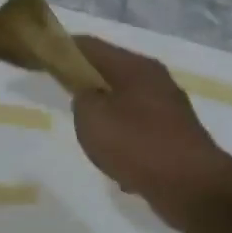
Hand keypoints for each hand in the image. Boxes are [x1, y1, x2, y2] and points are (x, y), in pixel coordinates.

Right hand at [71, 35, 231, 230]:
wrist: (191, 186)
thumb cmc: (136, 144)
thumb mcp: (91, 117)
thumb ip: (81, 97)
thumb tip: (87, 94)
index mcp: (135, 67)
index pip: (90, 45)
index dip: (63, 47)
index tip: (40, 55)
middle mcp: (155, 80)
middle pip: (110, 70)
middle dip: (84, 78)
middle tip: (59, 90)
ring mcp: (168, 108)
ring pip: (124, 100)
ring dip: (103, 109)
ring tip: (83, 126)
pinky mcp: (174, 134)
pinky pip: (137, 126)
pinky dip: (121, 135)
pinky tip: (112, 156)